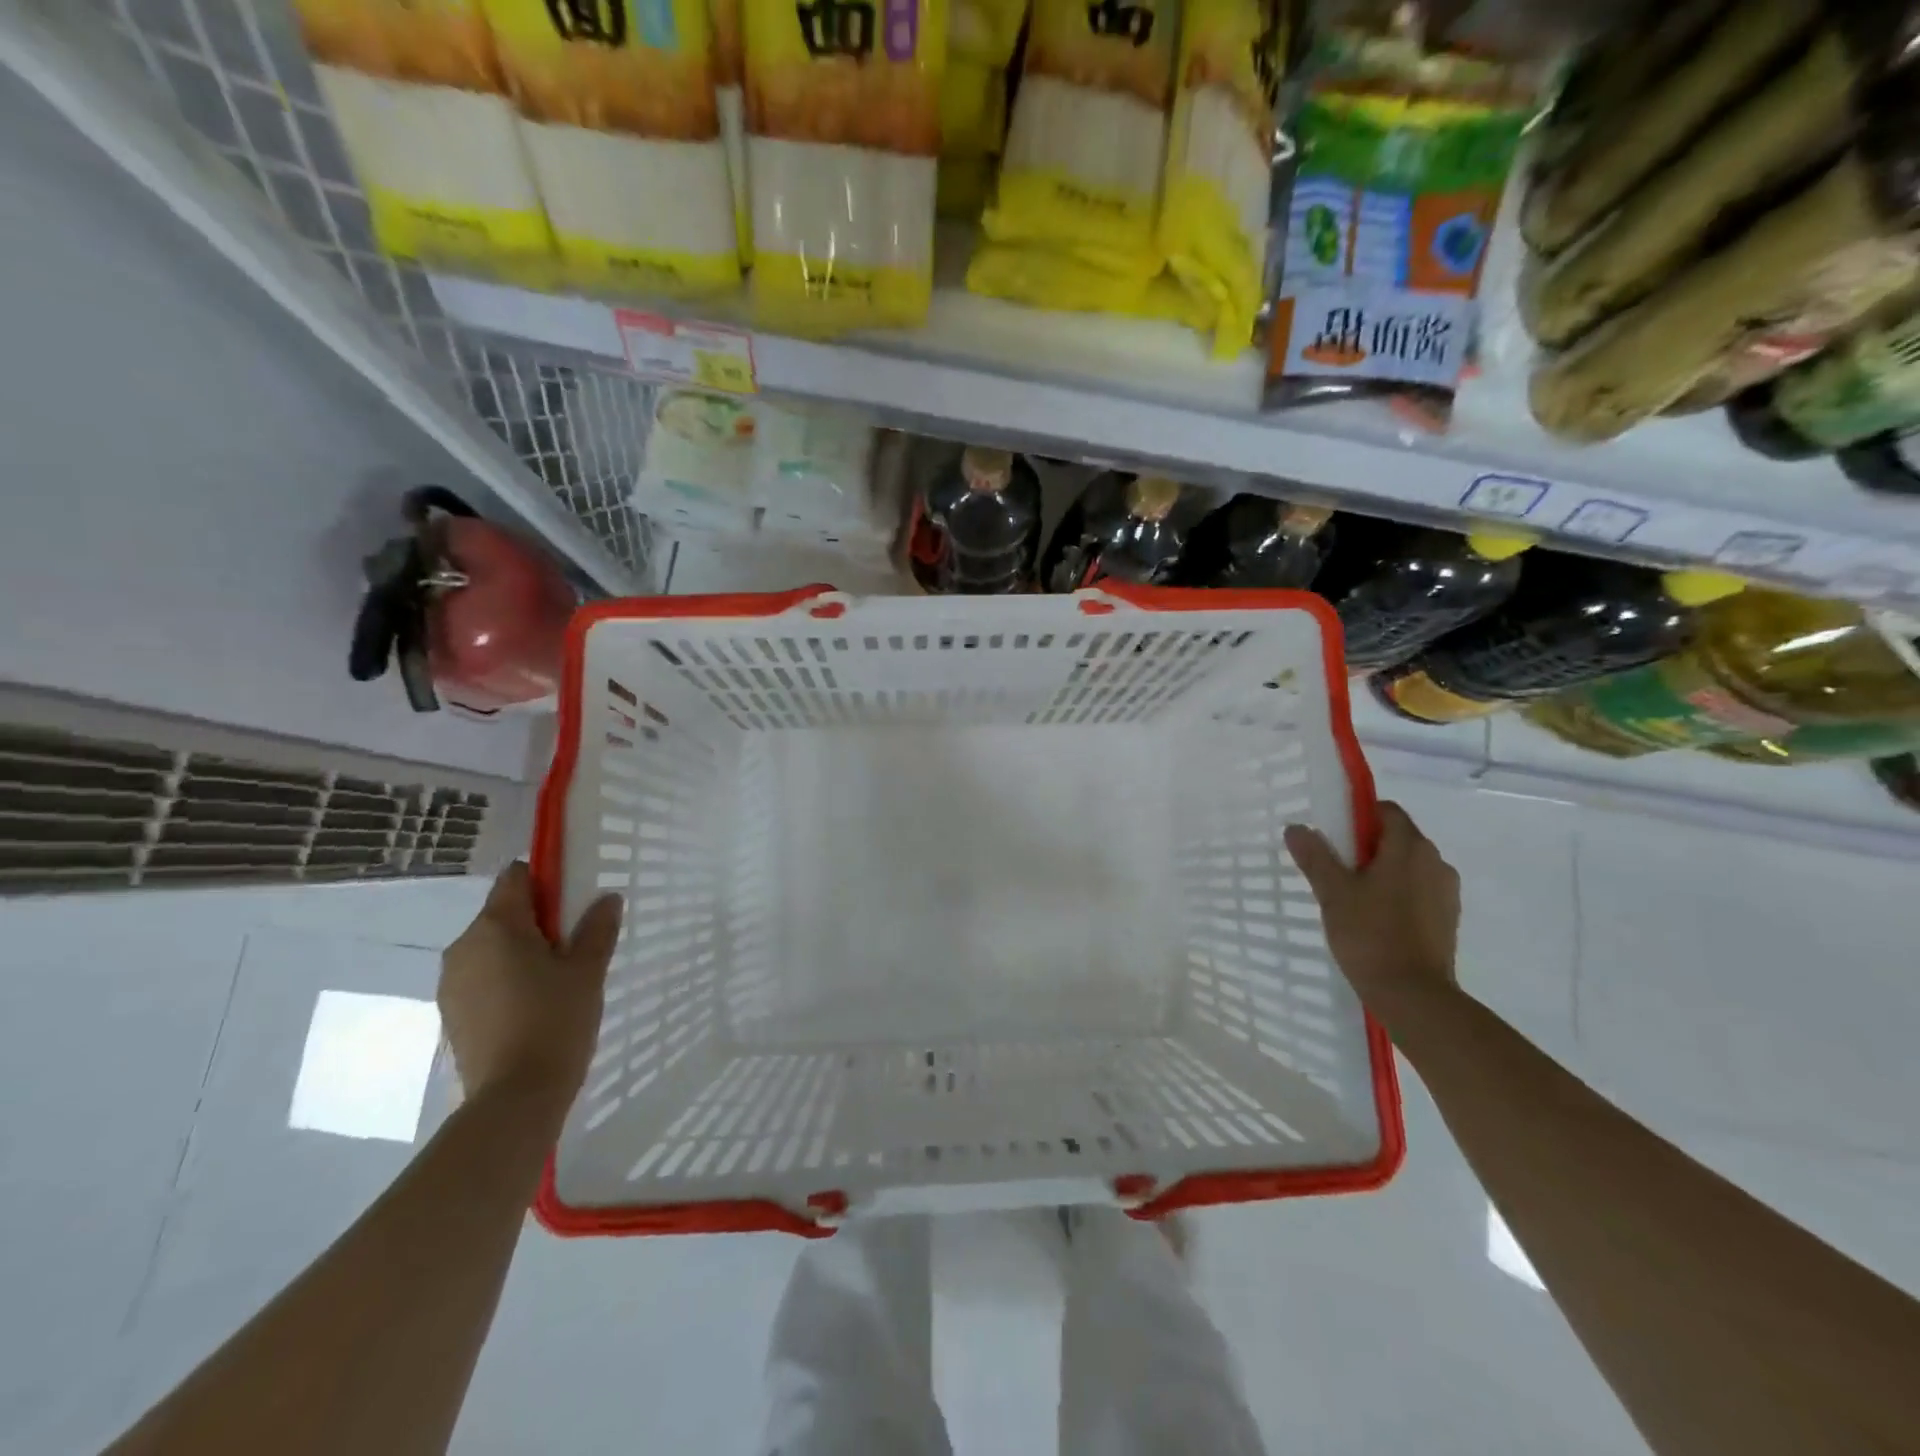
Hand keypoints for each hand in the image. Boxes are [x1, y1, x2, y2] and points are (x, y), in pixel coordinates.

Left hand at [438, 862, 621, 1110]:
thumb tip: (607, 899)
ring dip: (522, 951)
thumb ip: (597, 928)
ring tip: (557, 981)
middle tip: (575, 946)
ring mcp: (451, 982)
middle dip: (538, 920)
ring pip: (492, 947)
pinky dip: (507, 979)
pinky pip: (483, 977)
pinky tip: (534, 1006)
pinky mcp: (451, 1013)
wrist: (514, 1098)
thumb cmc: (555, 1021)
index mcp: (496, 927)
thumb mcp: (587, 970)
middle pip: (503, 913)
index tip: (574, 901)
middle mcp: (464, 946)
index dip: (546, 880)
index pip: (515, 877)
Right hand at [1283, 801, 1459, 1005]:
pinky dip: (1396, 894)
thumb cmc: (1371, 935)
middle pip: (1397, 837)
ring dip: (1382, 871)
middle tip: (1333, 867)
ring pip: (1408, 866)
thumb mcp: (1333, 892)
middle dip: (1366, 846)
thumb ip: (1315, 856)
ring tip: (1351, 896)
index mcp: (1410, 847)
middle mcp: (1435, 861)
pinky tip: (1374, 918)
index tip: (1332, 835)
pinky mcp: (1447, 918)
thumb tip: (1297, 828)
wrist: (1414, 996)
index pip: (1386, 810)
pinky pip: (1418, 891)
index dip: (1358, 815)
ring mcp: (1446, 892)